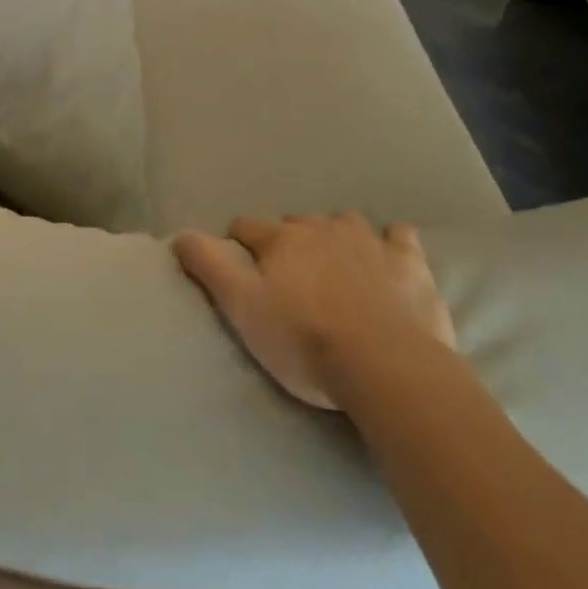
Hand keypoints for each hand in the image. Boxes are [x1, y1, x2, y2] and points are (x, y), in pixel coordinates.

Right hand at [172, 214, 452, 409]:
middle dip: (289, 241)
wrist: (386, 364)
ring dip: (336, 237)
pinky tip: (389, 257)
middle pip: (297, 224)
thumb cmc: (305, 340)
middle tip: (290, 275)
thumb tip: (179, 233)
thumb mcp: (243, 308)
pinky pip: (398, 237)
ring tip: (336, 265)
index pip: (248, 227)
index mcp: (282, 240)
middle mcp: (322, 228)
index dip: (239, 240)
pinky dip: (390, 243)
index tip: (238, 259)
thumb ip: (209, 267)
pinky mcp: (408, 261)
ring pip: (345, 224)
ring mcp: (369, 241)